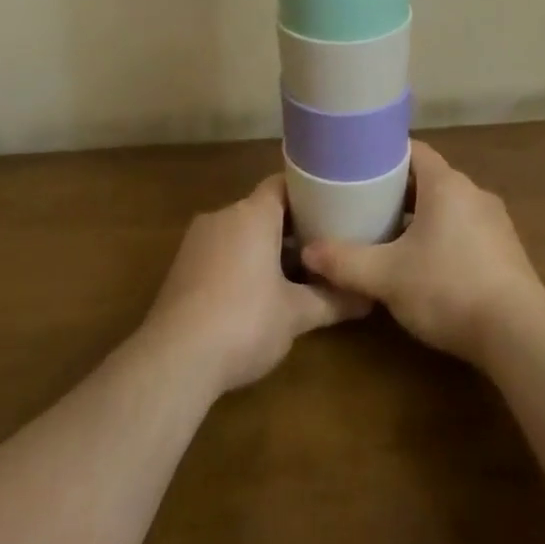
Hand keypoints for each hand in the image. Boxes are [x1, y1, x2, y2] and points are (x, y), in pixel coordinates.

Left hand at [144, 173, 368, 395]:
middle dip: (291, 228)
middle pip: (263, 209)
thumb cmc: (244, 321)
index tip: (333, 208)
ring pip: (240, 232)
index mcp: (253, 213)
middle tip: (322, 247)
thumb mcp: (296, 314)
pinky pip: (221, 252)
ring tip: (296, 274)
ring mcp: (197, 241)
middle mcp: (223, 216)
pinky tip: (257, 295)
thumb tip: (369, 300)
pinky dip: (241, 263)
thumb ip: (333, 301)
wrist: (174, 359)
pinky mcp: (181, 267)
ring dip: (265, 248)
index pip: (283, 184)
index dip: (309, 193)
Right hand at [301, 141, 544, 367]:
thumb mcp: (387, 277)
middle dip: (397, 190)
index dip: (384, 155)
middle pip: (429, 179)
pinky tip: (426, 265)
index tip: (357, 167)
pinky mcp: (506, 250)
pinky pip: (466, 229)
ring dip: (421, 216)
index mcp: (446, 185)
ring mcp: (495, 221)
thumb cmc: (448, 288)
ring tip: (390, 235)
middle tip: (364, 204)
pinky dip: (443, 236)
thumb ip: (345, 262)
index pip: (413, 150)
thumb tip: (307, 252)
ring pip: (448, 206)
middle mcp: (473, 193)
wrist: (519, 333)